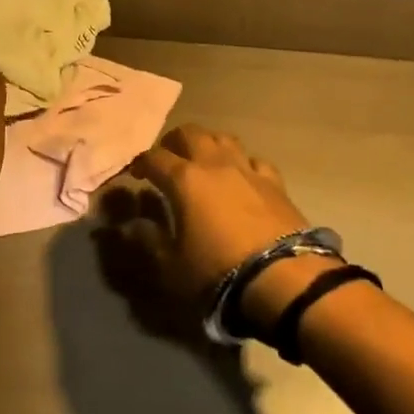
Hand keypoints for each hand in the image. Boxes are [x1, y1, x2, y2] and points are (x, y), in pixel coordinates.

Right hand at [93, 124, 308, 338]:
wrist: (283, 280)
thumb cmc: (218, 272)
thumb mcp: (171, 265)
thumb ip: (148, 239)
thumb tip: (129, 224)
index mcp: (184, 180)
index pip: (154, 158)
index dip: (140, 163)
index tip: (135, 174)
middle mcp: (214, 164)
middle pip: (190, 133)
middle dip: (173, 142)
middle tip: (167, 159)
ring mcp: (248, 171)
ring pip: (224, 139)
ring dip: (208, 145)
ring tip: (203, 161)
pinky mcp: (276, 184)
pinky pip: (254, 161)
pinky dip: (242, 164)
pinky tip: (242, 178)